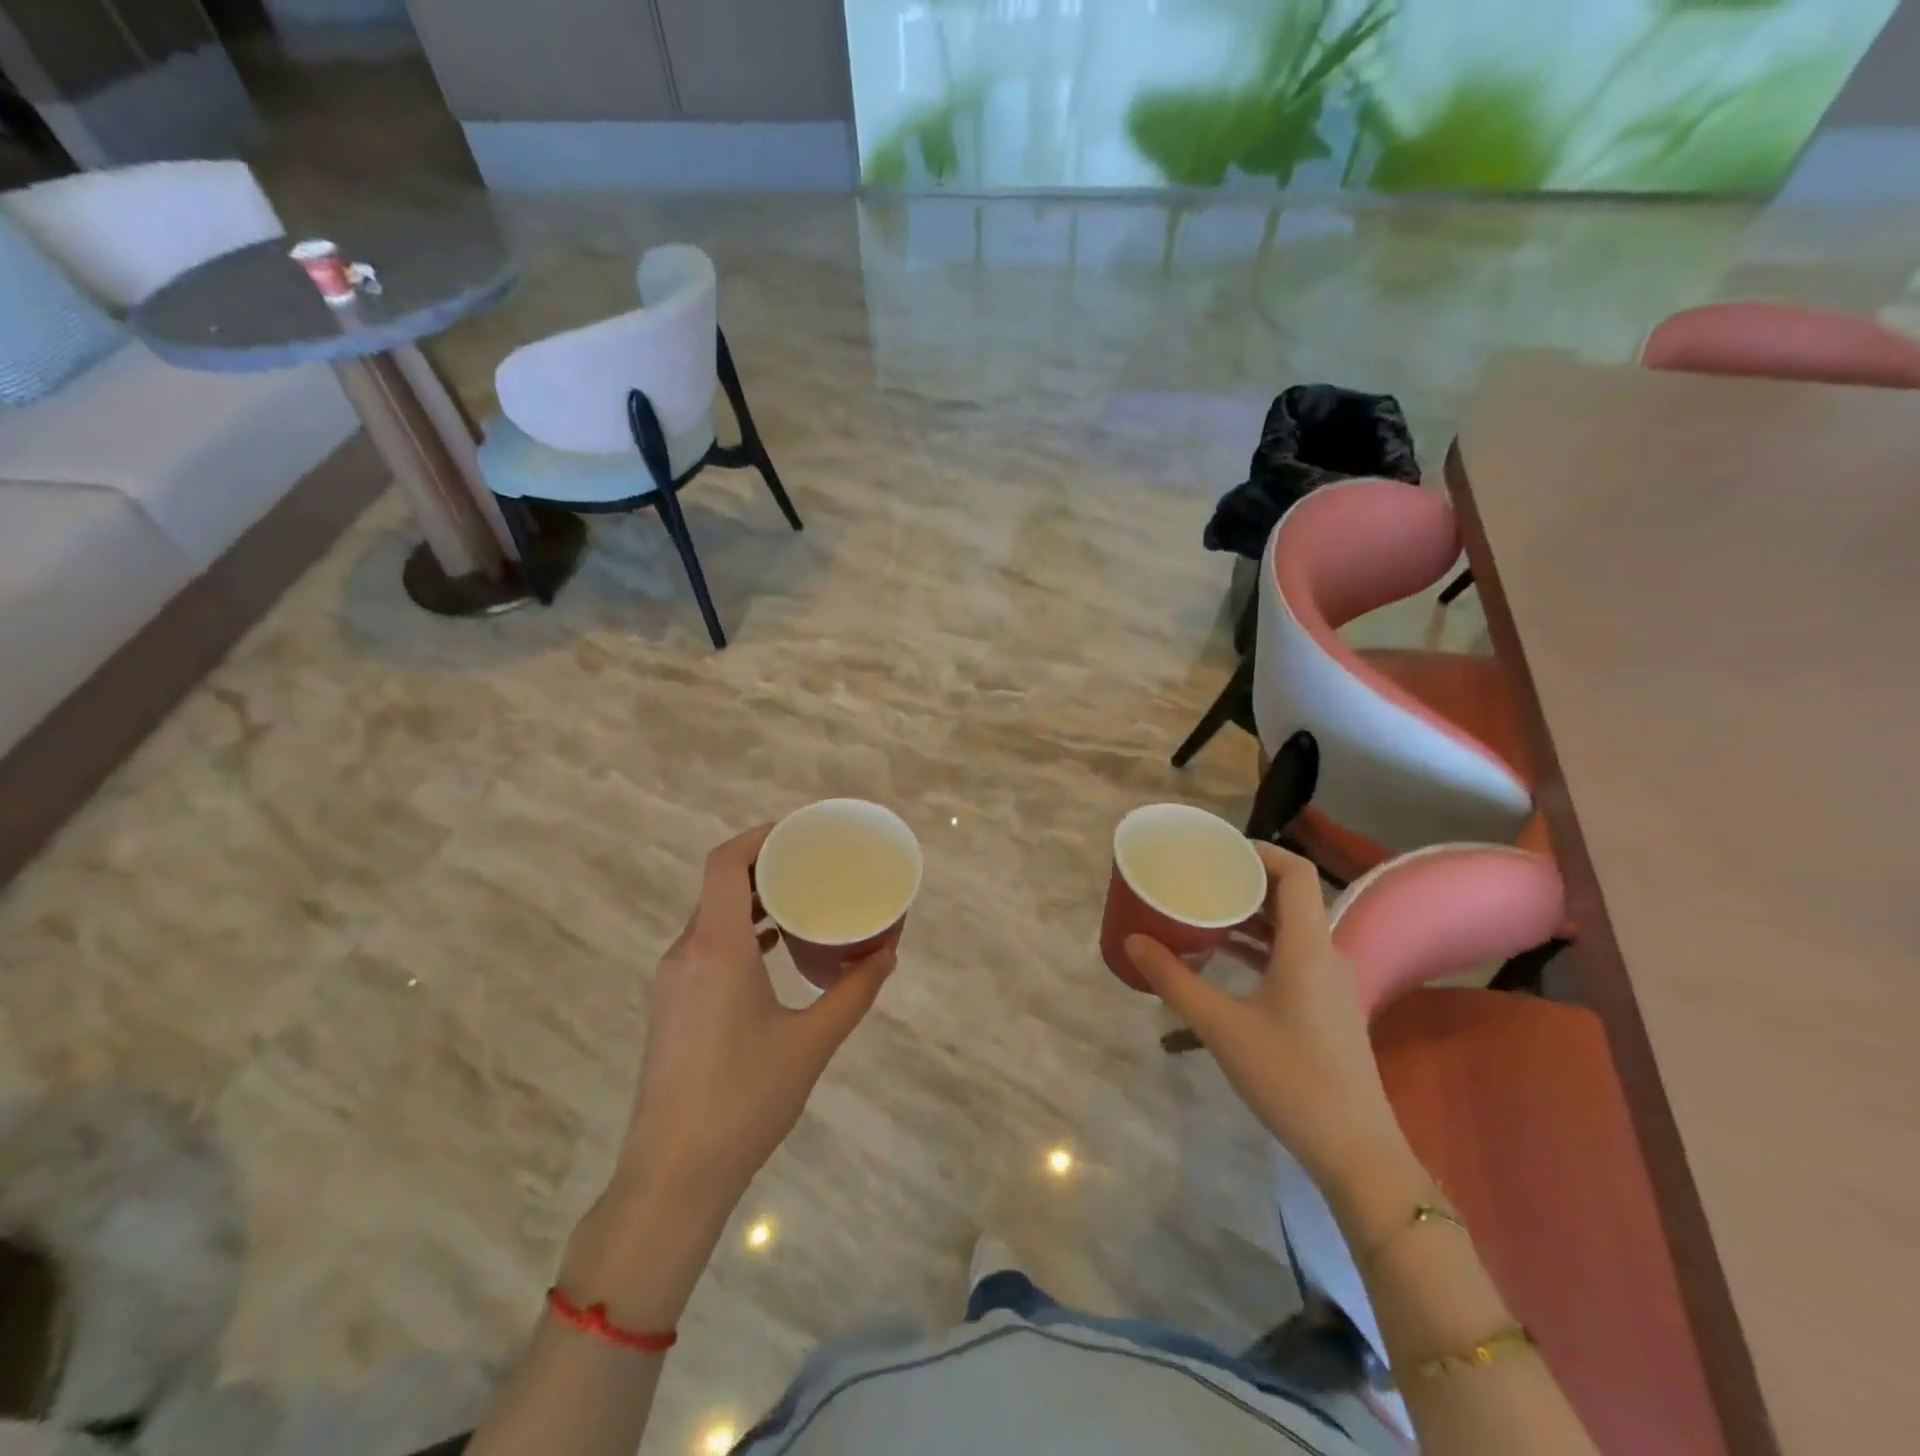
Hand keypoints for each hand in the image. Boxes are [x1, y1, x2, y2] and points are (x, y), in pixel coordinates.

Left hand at [613, 824, 896, 1211]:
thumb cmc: (745, 1100)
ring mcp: (673, 980)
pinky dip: (740, 932)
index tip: (800, 832)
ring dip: (753, 901)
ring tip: (801, 901)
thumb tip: (886, 954)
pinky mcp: (672, 1005)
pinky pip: (707, 946)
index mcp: (717, 948)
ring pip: (712, 917)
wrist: (673, 1175)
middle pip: (720, 885)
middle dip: (765, 866)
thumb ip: (854, 992)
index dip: (760, 836)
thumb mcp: (811, 1043)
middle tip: (814, 864)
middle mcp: (687, 953)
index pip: (725, 864)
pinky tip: (774, 950)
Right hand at [1127, 843, 1410, 1192]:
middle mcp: (1326, 955)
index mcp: (1308, 947)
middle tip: (1198, 877)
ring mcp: (1332, 983)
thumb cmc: (1289, 1078)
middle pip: (1290, 897)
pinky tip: (1224, 958)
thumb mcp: (1221, 1027)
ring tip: (1203, 911)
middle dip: (1244, 881)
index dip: (1259, 851)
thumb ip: (1174, 980)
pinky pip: (1293, 956)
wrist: (1356, 1152)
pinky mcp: (1328, 1008)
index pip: (1295, 873)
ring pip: (1291, 929)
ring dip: (1250, 916)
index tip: (1217, 850)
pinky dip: (1260, 946)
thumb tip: (1133, 941)